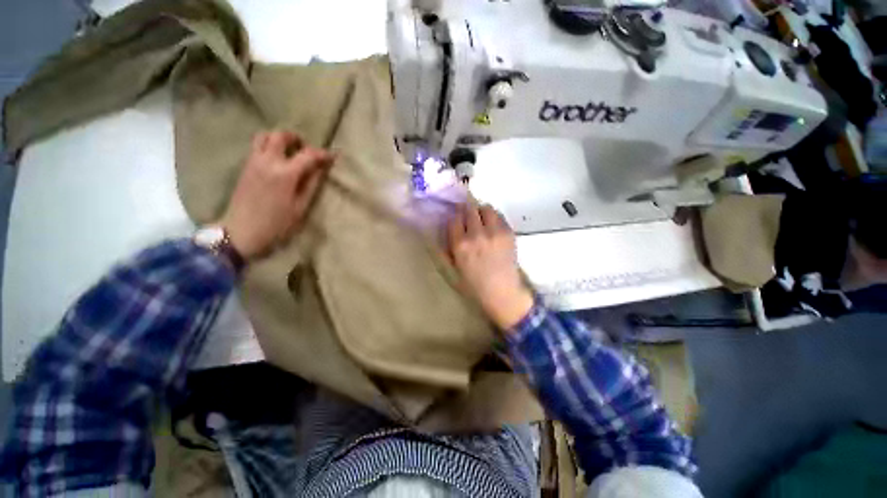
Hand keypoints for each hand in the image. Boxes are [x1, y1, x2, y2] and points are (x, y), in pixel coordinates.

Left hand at [219, 130, 334, 259]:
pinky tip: (276, 161)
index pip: (308, 155)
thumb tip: (320, 169)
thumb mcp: (300, 207)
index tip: (332, 156)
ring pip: (264, 136)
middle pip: (280, 136)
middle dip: (296, 138)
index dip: (322, 154)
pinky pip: (256, 147)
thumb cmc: (276, 224)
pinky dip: (268, 146)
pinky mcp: (245, 167)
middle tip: (307, 150)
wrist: (241, 232)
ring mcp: (253, 162)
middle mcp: (267, 162)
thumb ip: (311, 184)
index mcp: (285, 174)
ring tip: (289, 151)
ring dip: (278, 139)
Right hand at [447, 204, 533, 330]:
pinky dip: (495, 218)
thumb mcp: (453, 269)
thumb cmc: (475, 285)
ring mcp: (494, 232)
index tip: (458, 220)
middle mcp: (476, 234)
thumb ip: (447, 248)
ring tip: (483, 220)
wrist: (502, 291)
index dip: (455, 218)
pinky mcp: (508, 232)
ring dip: (482, 212)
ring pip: (486, 208)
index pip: (454, 219)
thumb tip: (446, 229)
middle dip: (467, 211)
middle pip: (469, 209)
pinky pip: (500, 216)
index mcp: (460, 245)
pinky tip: (494, 227)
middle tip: (469, 217)